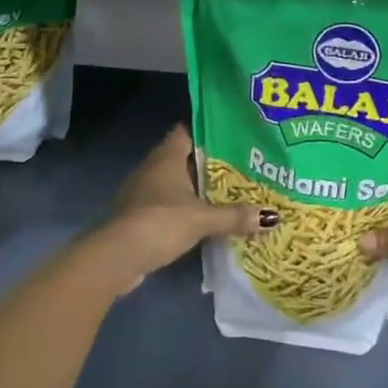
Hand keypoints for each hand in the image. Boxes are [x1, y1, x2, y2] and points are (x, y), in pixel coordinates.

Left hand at [85, 126, 271, 294]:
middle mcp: (153, 168)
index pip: (188, 130)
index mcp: (167, 156)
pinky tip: (205, 219)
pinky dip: (186, 209)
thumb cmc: (160, 222)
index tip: (234, 135)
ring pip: (177, 182)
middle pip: (186, 157)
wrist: (116, 257)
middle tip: (242, 166)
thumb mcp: (202, 219)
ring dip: (198, 188)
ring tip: (230, 193)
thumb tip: (271, 217)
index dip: (210, 130)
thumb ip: (234, 216)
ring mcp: (143, 192)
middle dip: (211, 163)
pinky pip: (169, 204)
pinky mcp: (139, 216)